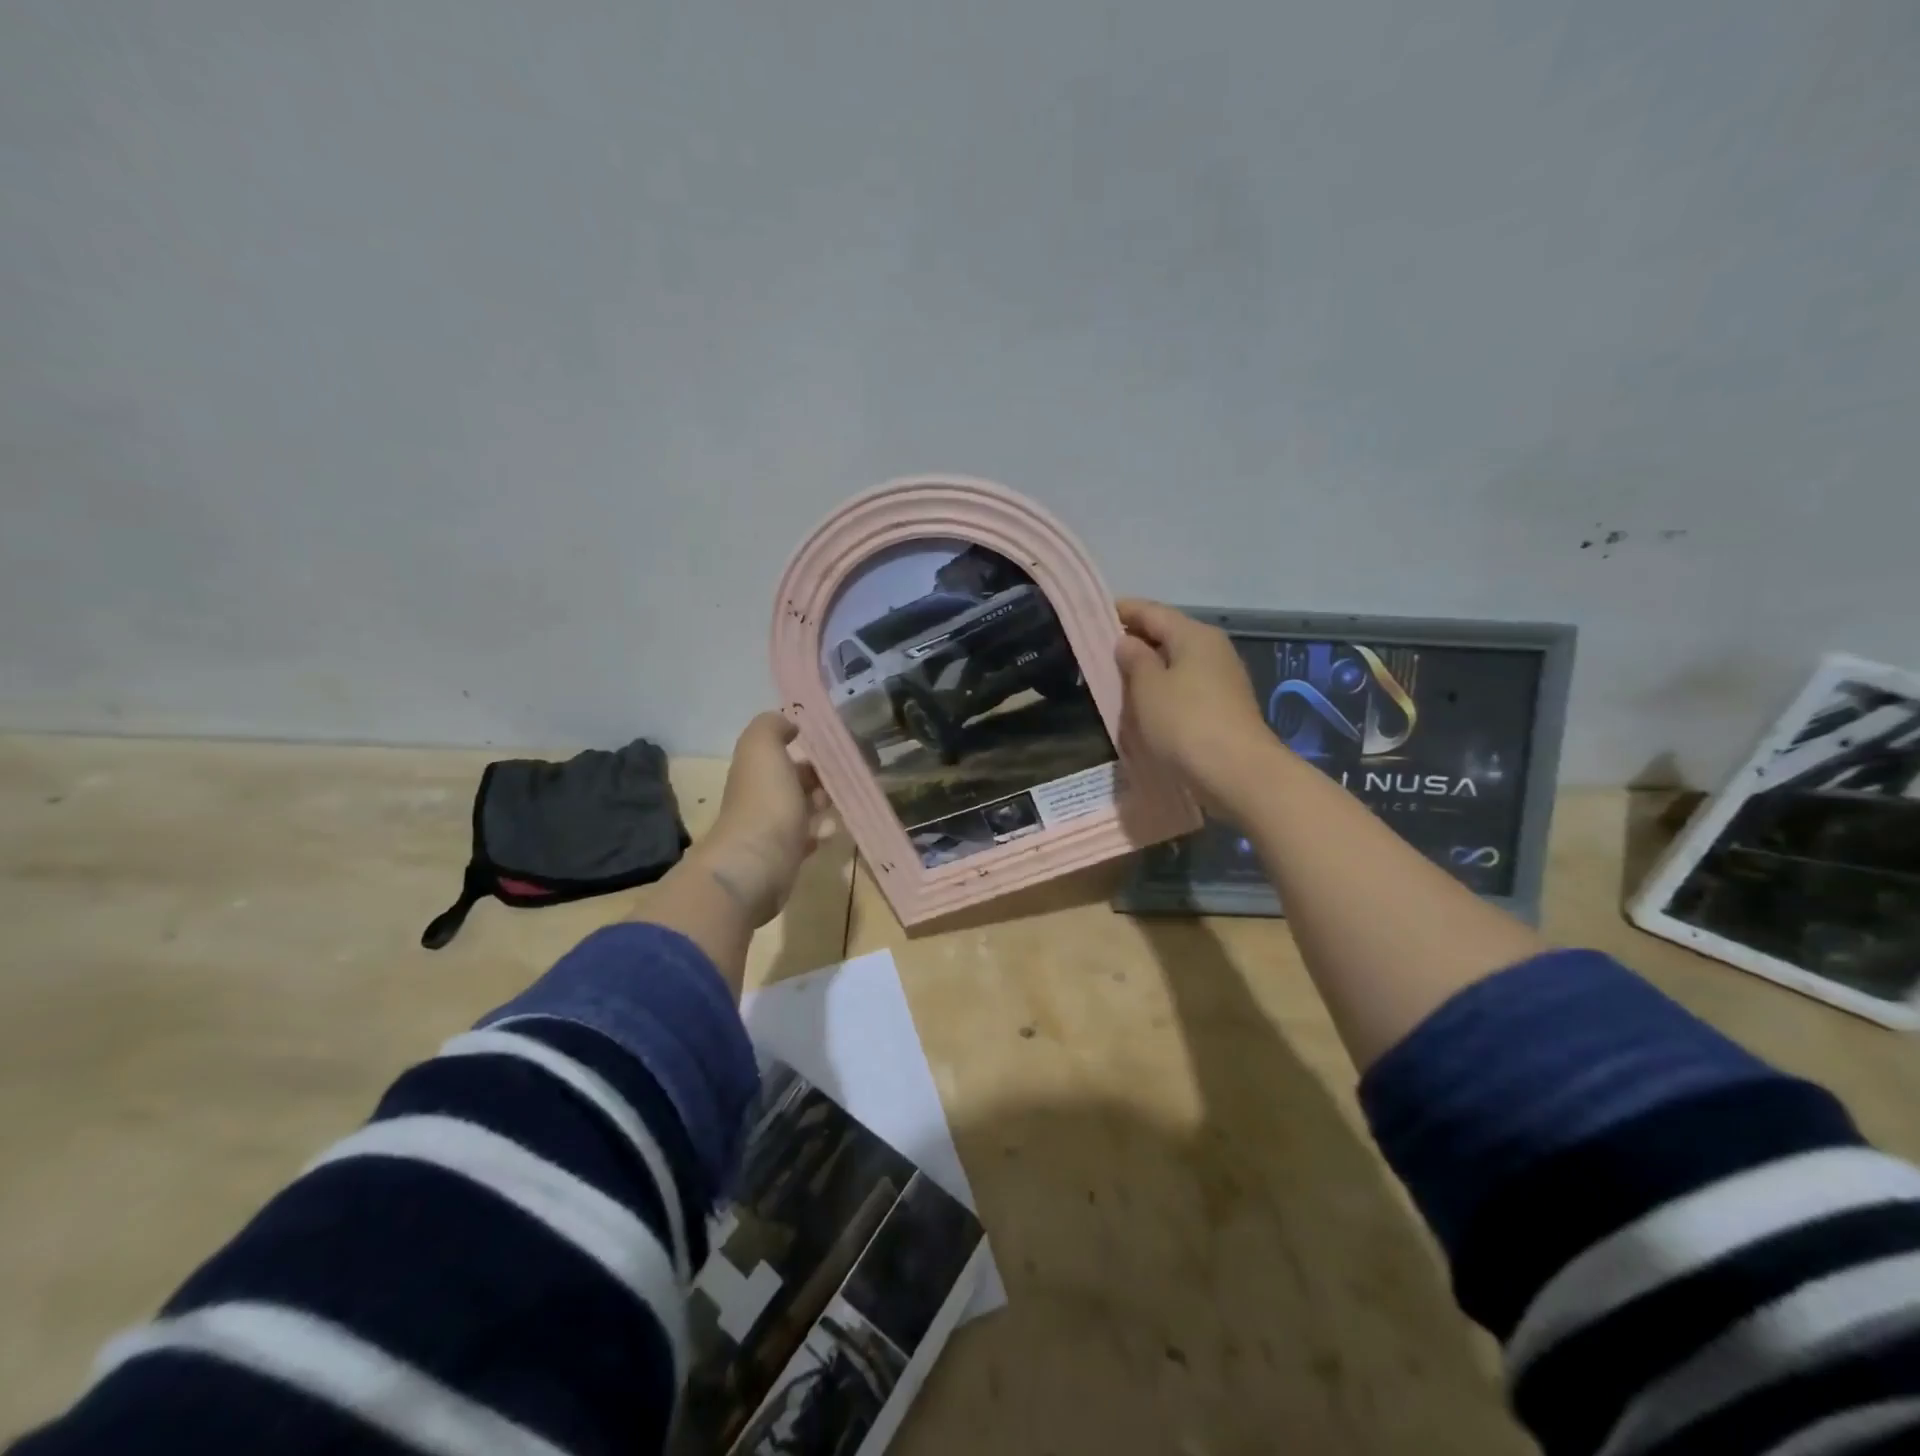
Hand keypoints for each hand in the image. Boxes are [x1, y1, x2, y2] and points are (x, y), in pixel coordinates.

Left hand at [694, 713, 833, 926]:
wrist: (756, 865)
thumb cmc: (765, 802)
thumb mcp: (763, 748)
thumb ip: (771, 727)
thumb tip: (788, 723)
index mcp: (755, 770)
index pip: (779, 752)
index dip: (804, 747)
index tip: (834, 746)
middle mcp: (760, 798)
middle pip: (792, 781)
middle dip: (818, 777)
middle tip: (846, 776)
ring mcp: (771, 830)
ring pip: (801, 810)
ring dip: (822, 805)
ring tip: (843, 803)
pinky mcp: (784, 858)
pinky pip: (806, 840)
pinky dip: (819, 833)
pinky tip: (832, 832)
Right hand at [1115, 599, 1276, 817]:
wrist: (1237, 772)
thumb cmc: (1185, 722)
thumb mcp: (1148, 687)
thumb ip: (1134, 659)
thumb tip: (1127, 641)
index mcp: (1193, 634)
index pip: (1151, 611)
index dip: (1121, 611)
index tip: (1093, 616)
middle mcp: (1212, 649)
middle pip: (1167, 634)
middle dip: (1134, 640)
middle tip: (1100, 651)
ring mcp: (1222, 678)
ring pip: (1177, 663)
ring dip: (1149, 668)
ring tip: (1117, 679)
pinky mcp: (1223, 707)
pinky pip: (1185, 687)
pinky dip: (1163, 689)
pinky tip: (1145, 704)